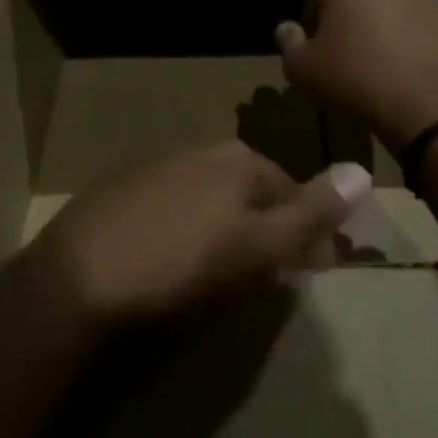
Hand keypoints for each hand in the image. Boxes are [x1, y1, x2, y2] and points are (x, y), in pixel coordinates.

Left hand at [35, 141, 370, 323]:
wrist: (75, 285)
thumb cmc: (180, 268)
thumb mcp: (258, 247)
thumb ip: (310, 212)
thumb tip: (362, 172)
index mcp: (236, 160)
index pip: (291, 190)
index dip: (305, 231)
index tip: (309, 270)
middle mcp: (197, 153)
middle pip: (248, 190)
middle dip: (264, 226)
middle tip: (263, 274)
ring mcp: (153, 169)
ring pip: (208, 198)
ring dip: (223, 228)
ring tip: (216, 273)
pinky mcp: (117, 193)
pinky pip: (168, 208)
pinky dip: (181, 231)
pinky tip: (164, 261)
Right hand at [276, 0, 437, 149]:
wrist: (428, 106)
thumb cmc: (354, 80)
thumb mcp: (301, 69)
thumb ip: (288, 41)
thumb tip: (287, 28)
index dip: (314, 18)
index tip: (318, 46)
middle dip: (354, 11)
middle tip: (351, 48)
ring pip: (395, 0)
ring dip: (387, 19)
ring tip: (385, 57)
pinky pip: (424, 20)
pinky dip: (417, 34)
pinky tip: (413, 65)